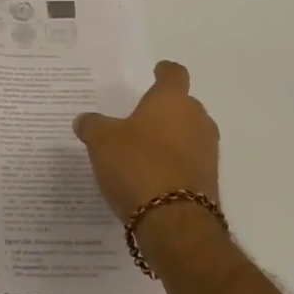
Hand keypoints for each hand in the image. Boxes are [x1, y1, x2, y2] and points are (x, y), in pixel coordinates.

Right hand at [74, 61, 219, 219]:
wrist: (174, 222)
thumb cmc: (137, 165)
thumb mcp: (101, 141)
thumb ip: (92, 125)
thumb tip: (84, 119)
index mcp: (173, 100)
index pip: (174, 74)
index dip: (163, 72)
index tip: (156, 72)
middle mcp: (197, 119)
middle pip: (184, 105)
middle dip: (165, 110)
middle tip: (139, 118)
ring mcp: (207, 151)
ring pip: (189, 134)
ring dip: (171, 139)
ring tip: (143, 150)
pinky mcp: (210, 181)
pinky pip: (190, 162)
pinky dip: (174, 164)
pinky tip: (152, 176)